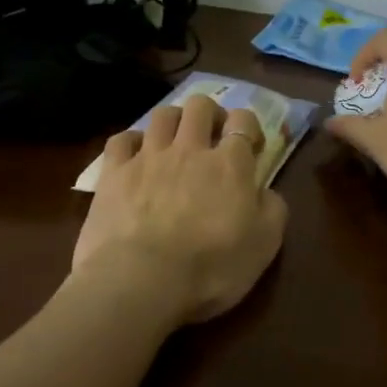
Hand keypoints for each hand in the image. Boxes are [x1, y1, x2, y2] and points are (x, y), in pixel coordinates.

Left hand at [73, 94, 288, 323]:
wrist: (142, 281)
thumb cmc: (211, 267)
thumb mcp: (264, 245)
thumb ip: (272, 209)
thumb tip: (264, 191)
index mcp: (230, 164)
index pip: (243, 121)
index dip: (248, 126)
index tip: (251, 146)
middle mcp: (189, 149)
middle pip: (200, 106)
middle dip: (209, 114)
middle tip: (212, 136)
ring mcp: (148, 157)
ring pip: (162, 115)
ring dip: (173, 122)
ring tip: (174, 142)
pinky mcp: (113, 173)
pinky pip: (122, 139)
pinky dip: (131, 142)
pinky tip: (135, 156)